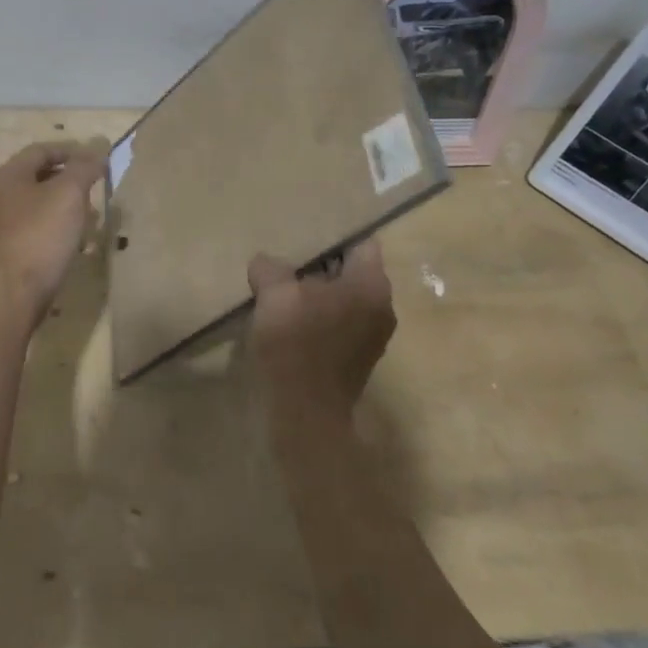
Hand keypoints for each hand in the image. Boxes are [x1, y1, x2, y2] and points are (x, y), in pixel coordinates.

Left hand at [0, 139, 109, 323]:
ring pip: (36, 207)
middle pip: (36, 178)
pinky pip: (33, 233)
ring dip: (64, 209)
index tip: (97, 160)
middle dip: (69, 181)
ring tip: (90, 220)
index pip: (40, 150)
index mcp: (7, 176)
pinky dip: (54, 231)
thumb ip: (84, 168)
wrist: (8, 297)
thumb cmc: (39, 237)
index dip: (71, 150)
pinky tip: (72, 246)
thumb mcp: (68, 195)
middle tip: (95, 190)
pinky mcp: (2, 255)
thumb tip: (97, 150)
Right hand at [246, 238, 396, 420]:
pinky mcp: (359, 357)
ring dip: (319, 291)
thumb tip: (266, 263)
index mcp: (370, 285)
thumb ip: (270, 269)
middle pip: (353, 270)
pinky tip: (291, 317)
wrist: (306, 416)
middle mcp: (382, 307)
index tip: (306, 231)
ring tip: (285, 286)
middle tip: (288, 257)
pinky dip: (320, 314)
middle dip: (321, 263)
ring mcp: (374, 335)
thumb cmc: (296, 346)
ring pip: (346, 297)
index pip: (361, 242)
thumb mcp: (274, 296)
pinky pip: (342, 321)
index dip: (333, 234)